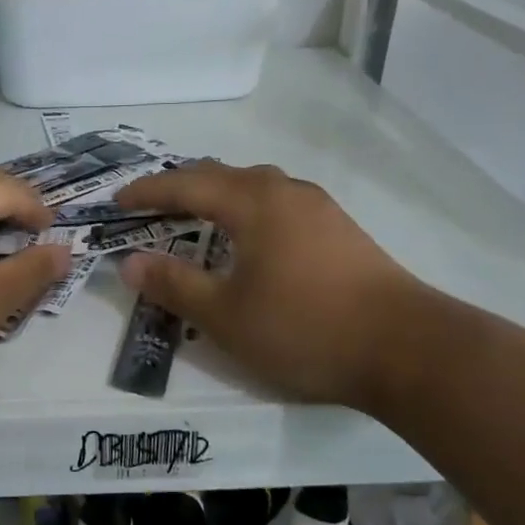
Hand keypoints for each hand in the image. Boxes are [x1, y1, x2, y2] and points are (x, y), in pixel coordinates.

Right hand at [115, 162, 418, 408]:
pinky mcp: (340, 228)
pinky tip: (249, 237)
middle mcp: (284, 191)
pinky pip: (277, 201)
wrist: (408, 350)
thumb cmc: (304, 328)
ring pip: (253, 184)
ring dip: (216, 194)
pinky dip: (246, 207)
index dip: (147, 192)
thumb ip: (173, 285)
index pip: (185, 184)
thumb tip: (129, 262)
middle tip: (149, 208)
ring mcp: (318, 207)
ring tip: (195, 216)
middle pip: (220, 174)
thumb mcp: (224, 316)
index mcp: (252, 203)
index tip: (116, 202)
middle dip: (179, 187)